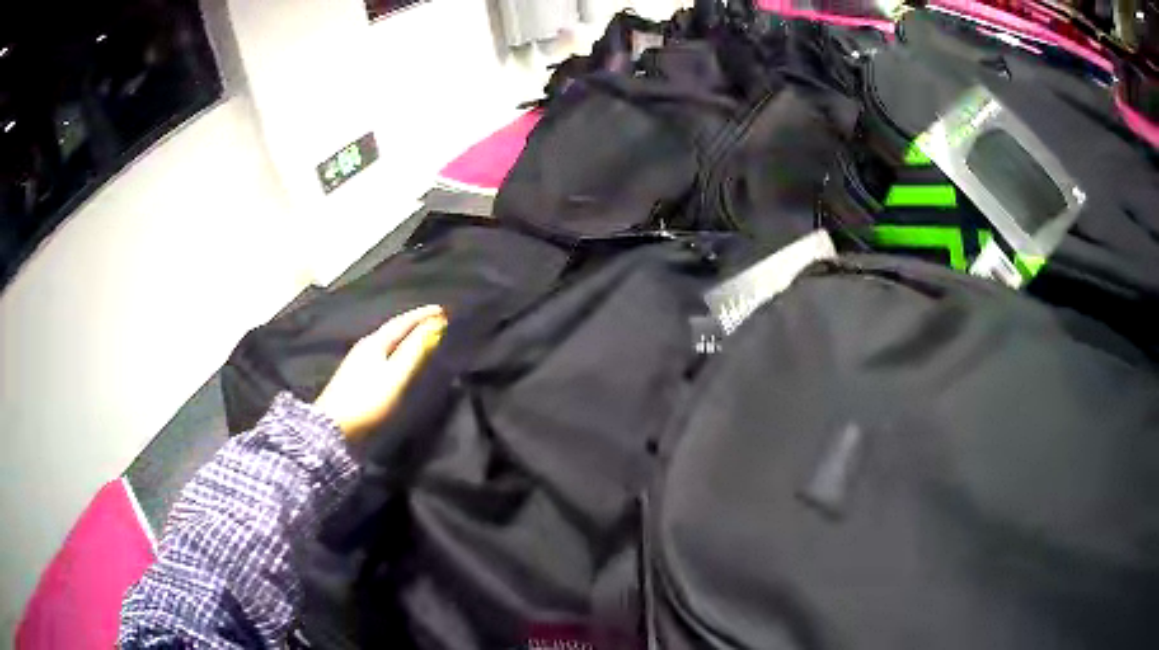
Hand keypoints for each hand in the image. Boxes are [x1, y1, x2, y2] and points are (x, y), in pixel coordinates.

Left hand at [314, 305, 446, 439]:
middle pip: (393, 329)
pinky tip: (399, 358)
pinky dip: (396, 350)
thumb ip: (415, 350)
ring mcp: (358, 360)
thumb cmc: (368, 399)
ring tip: (422, 337)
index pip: (402, 322)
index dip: (422, 315)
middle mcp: (365, 345)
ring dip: (405, 337)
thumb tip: (434, 325)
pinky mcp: (355, 375)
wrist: (334, 426)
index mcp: (375, 342)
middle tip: (435, 321)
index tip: (443, 310)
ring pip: (387, 341)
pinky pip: (382, 353)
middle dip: (414, 324)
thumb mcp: (395, 375)